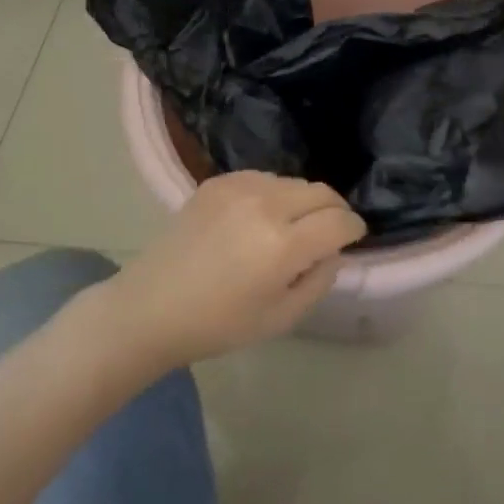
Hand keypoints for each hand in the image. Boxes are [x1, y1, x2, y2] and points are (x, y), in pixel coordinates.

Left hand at [101, 171, 364, 370]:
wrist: (150, 308)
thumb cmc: (217, 325)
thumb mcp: (280, 319)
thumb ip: (318, 281)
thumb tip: (334, 251)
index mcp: (283, 246)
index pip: (339, 221)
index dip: (353, 228)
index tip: (354, 236)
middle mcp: (266, 205)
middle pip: (321, 192)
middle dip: (333, 210)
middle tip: (329, 230)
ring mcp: (240, 187)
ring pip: (293, 182)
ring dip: (302, 201)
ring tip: (290, 227)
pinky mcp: (219, 180)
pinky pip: (264, 178)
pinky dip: (273, 194)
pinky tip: (258, 219)